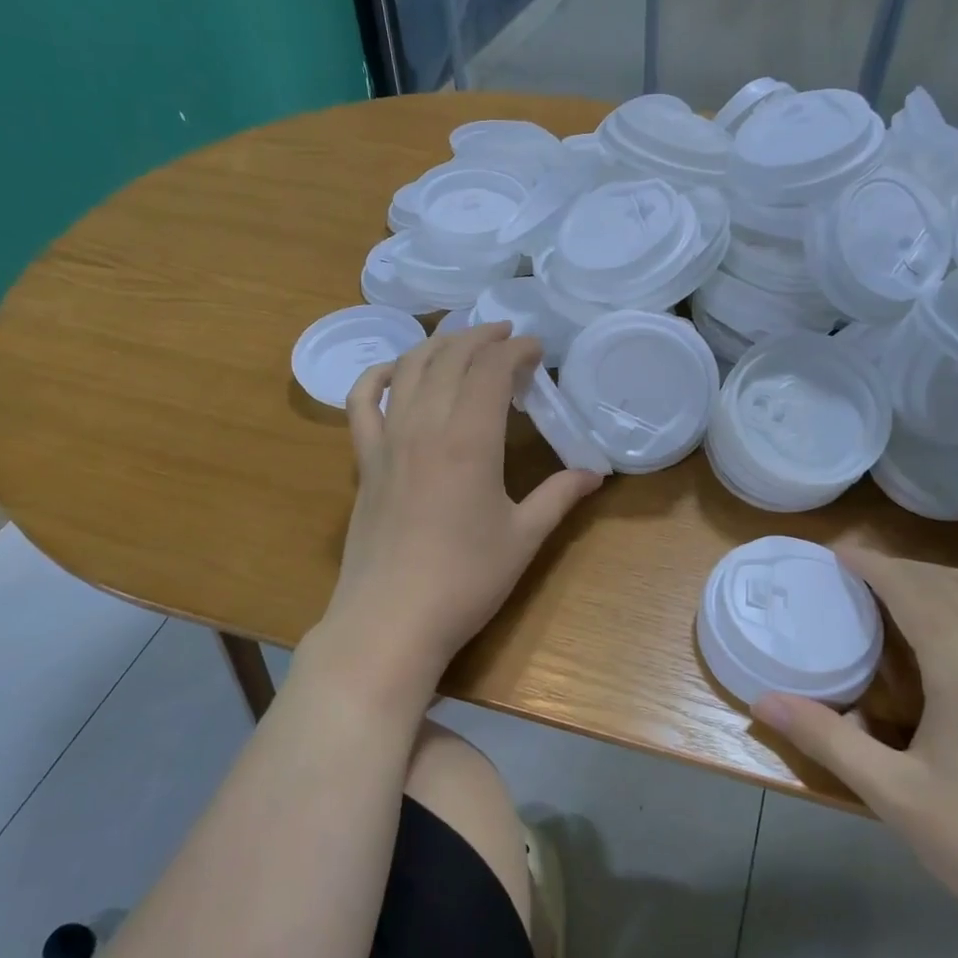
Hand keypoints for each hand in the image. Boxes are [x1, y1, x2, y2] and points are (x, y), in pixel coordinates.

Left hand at [316, 323, 603, 690]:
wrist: (391, 620)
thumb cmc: (465, 581)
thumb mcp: (523, 538)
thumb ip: (559, 496)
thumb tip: (595, 474)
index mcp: (469, 439)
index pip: (492, 370)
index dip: (517, 350)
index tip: (539, 350)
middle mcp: (425, 426)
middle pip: (450, 357)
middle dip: (482, 338)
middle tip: (509, 337)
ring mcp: (387, 440)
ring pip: (408, 368)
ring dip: (438, 345)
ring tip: (463, 342)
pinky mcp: (365, 461)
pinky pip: (361, 402)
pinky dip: (377, 375)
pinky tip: (395, 371)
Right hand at [754, 552, 957, 955]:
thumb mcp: (893, 795)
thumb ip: (827, 739)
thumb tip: (763, 700)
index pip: (914, 590)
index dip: (874, 565)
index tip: (837, 552)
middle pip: (950, 584)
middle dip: (902, 566)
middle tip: (858, 570)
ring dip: (943, 578)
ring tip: (905, 588)